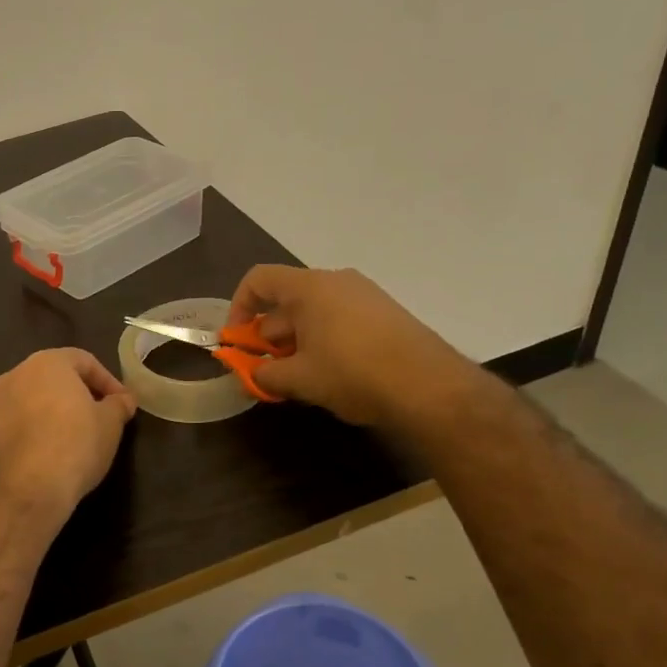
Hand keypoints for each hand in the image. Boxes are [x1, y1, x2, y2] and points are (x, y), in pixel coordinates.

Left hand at [0, 348, 137, 519]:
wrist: (27, 489)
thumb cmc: (76, 444)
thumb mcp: (110, 424)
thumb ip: (118, 405)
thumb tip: (122, 400)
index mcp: (47, 362)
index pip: (83, 361)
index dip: (107, 381)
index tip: (122, 404)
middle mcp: (15, 374)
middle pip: (54, 377)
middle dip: (78, 394)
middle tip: (99, 416)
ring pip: (32, 399)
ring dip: (53, 411)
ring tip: (73, 436)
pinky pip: (17, 422)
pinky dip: (34, 429)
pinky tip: (49, 451)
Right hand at [227, 265, 475, 427]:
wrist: (429, 386)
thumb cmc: (352, 373)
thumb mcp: (299, 379)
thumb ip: (264, 375)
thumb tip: (250, 375)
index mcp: (309, 287)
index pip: (259, 280)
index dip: (238, 308)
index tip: (237, 341)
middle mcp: (336, 281)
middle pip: (286, 300)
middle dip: (268, 336)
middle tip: (264, 371)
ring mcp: (364, 296)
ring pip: (314, 314)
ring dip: (295, 343)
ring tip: (296, 379)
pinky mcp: (385, 314)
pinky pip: (339, 321)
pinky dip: (323, 342)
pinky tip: (328, 376)